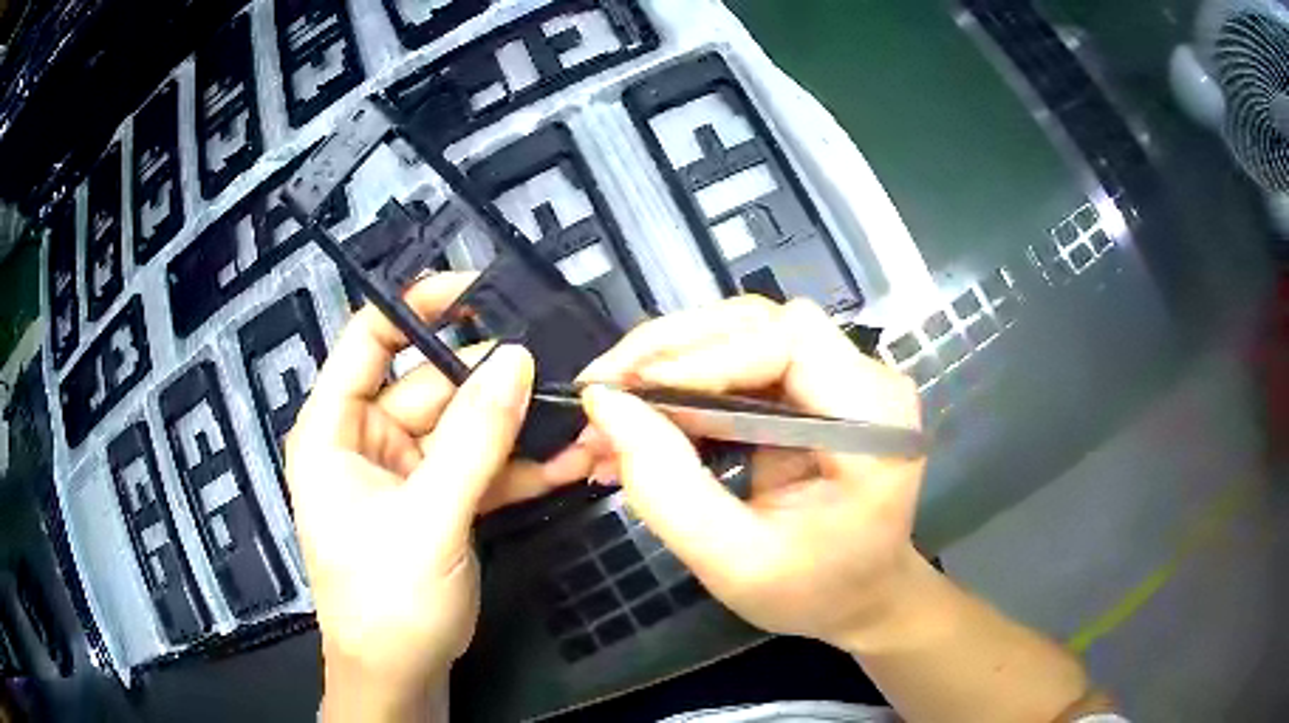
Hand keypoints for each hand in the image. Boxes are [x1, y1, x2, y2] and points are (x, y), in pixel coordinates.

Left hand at [285, 274, 564, 719]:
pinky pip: (480, 466)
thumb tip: (516, 359)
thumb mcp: (428, 518)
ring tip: (576, 416)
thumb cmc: (386, 599)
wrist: (402, 675)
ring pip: (466, 427)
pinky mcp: (439, 499)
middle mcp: (368, 438)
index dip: (419, 306)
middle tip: (558, 365)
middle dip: (494, 380)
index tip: (479, 289)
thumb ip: (474, 439)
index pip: (369, 339)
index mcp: (334, 428)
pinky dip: (520, 466)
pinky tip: (567, 462)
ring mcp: (408, 469)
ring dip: (518, 427)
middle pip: (433, 383)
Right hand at [568, 296, 926, 650]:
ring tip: (612, 404)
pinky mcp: (816, 386)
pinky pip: (742, 359)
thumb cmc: (810, 592)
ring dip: (669, 361)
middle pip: (759, 323)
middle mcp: (867, 383)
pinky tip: (646, 411)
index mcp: (873, 425)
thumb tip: (605, 404)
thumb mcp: (732, 561)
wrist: (859, 596)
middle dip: (670, 351)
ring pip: (742, 332)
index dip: (705, 356)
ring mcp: (843, 377)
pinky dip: (686, 379)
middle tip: (601, 389)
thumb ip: (667, 487)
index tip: (630, 392)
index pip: (790, 341)